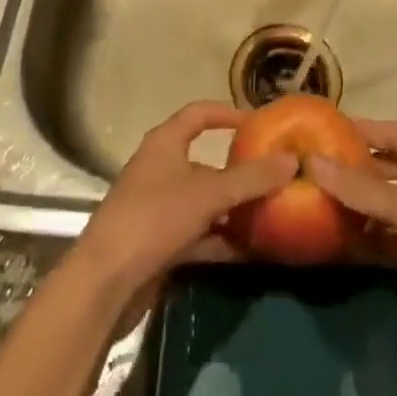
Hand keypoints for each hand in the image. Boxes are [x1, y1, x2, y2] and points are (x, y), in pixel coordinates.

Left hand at [75, 102, 297, 302]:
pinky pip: (200, 234)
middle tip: (277, 178)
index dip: (228, 113)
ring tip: (274, 215)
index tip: (260, 122)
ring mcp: (159, 208)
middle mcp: (161, 169)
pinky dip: (223, 240)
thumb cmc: (154, 219)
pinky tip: (253, 252)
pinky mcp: (160, 244)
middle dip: (241, 171)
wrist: (105, 282)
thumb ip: (251, 178)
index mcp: (165, 144)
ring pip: (206, 202)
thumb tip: (291, 160)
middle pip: (206, 162)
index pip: (199, 114)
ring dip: (235, 210)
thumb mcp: (208, 195)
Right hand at [309, 119, 396, 373]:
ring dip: (360, 210)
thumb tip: (312, 162)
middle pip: (392, 171)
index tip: (321, 129)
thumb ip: (362, 189)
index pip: (396, 133)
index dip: (361, 131)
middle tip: (312, 170)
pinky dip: (372, 241)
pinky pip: (395, 242)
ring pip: (391, 209)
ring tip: (316, 204)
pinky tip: (339, 241)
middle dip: (356, 173)